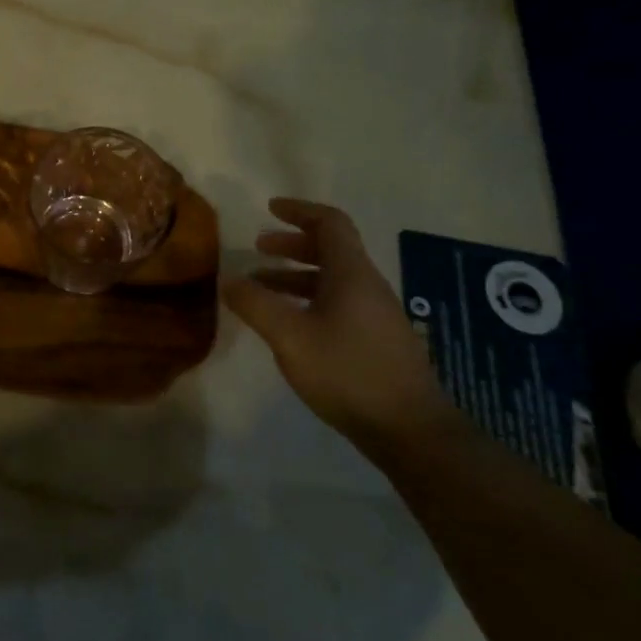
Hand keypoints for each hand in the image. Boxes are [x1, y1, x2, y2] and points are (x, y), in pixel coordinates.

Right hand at [224, 197, 452, 452]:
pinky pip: (338, 304)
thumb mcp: (289, 336)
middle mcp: (367, 286)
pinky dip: (309, 300)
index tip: (270, 209)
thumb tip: (229, 280)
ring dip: (296, 275)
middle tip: (259, 248)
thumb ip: (256, 304)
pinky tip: (289, 325)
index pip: (330, 223)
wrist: (411, 431)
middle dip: (292, 244)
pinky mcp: (377, 342)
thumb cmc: (348, 372)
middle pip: (331, 249)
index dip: (300, 210)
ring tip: (261, 288)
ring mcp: (376, 315)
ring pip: (333, 280)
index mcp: (351, 273)